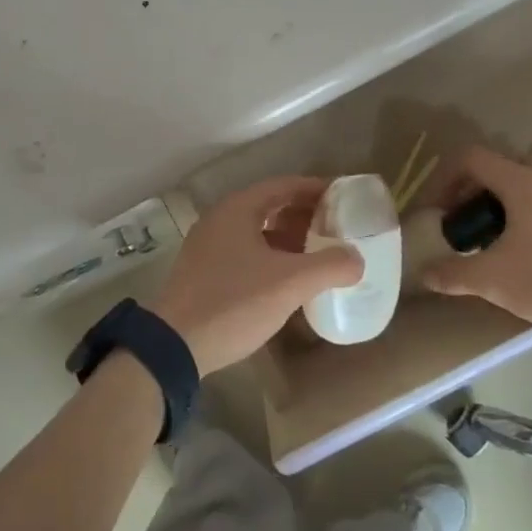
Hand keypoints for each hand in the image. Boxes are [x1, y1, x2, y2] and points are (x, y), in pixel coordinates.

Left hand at [152, 176, 361, 373]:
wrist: (174, 345)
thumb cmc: (233, 302)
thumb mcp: (289, 283)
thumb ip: (329, 266)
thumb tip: (357, 259)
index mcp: (238, 209)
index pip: (283, 186)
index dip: (315, 189)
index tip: (344, 198)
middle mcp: (220, 218)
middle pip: (269, 206)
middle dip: (303, 215)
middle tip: (336, 228)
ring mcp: (208, 245)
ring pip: (257, 231)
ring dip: (287, 238)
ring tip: (318, 254)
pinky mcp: (203, 270)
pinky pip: (245, 251)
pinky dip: (270, 256)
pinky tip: (287, 279)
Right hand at [421, 145, 531, 339]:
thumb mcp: (495, 282)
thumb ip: (454, 273)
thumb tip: (425, 274)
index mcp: (523, 182)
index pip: (472, 158)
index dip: (446, 178)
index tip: (439, 211)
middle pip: (502, 169)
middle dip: (476, 193)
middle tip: (467, 227)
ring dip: (508, 205)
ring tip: (503, 243)